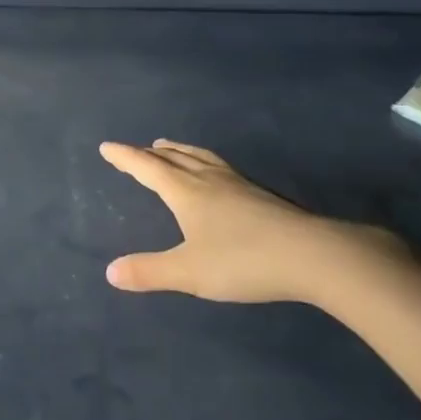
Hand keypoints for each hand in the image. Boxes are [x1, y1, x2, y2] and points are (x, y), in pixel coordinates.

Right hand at [99, 139, 403, 304]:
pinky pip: (220, 167)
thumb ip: (149, 272)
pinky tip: (217, 176)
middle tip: (136, 149)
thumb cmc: (243, 260)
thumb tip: (110, 273)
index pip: (146, 168)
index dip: (124, 157)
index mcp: (185, 191)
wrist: (314, 256)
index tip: (106, 147)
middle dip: (150, 153)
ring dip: (179, 152)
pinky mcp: (261, 195)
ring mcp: (238, 184)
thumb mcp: (189, 272)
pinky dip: (205, 162)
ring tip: (169, 148)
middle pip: (173, 158)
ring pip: (200, 158)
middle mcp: (208, 180)